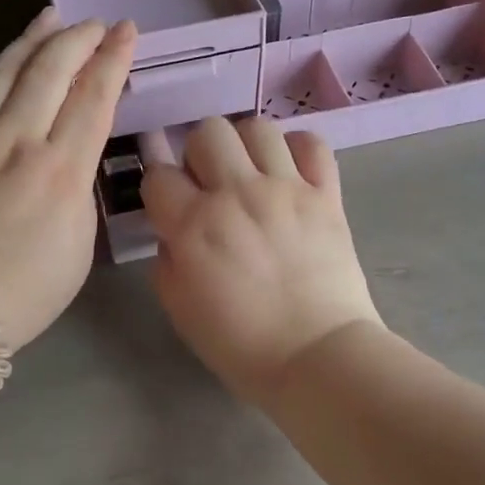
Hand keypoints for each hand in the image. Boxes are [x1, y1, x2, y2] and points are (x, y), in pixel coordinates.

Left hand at [0, 10, 136, 349]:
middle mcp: (16, 140)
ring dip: (31, 40)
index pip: (94, 96)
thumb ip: (79, 189)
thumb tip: (68, 158)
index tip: (126, 31)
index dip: (113, 58)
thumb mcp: (78, 245)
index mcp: (61, 168)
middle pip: (51, 69)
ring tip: (49, 19)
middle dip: (78, 37)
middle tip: (95, 24)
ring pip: (4, 70)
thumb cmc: (23, 290)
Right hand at [141, 116, 382, 403]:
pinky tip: (290, 172)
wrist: (318, 357)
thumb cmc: (242, 344)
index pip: (159, 175)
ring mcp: (285, 189)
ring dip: (246, 146)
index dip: (160, 189)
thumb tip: (174, 232)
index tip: (170, 206)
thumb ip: (167, 260)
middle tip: (211, 184)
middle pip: (207, 132)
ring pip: (257, 127)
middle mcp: (237, 193)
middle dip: (200, 154)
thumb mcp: (180, 310)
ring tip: (252, 173)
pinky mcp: (325, 194)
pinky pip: (312, 144)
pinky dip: (298, 149)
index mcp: (194, 225)